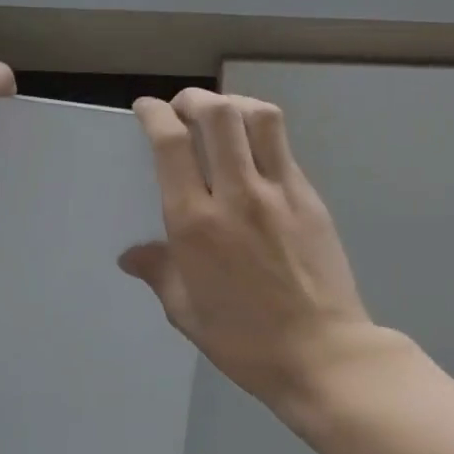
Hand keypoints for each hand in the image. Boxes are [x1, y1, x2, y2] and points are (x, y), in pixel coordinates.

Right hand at [120, 89, 380, 415]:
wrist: (322, 354)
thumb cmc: (244, 341)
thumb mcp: (186, 312)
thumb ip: (158, 272)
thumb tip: (130, 255)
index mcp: (195, 224)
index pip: (170, 145)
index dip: (154, 114)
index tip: (146, 108)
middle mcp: (236, 195)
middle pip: (217, 114)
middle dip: (193, 99)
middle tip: (182, 108)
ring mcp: (279, 192)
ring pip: (259, 117)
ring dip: (233, 104)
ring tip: (221, 116)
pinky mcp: (309, 197)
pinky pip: (283, 147)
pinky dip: (261, 133)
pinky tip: (252, 153)